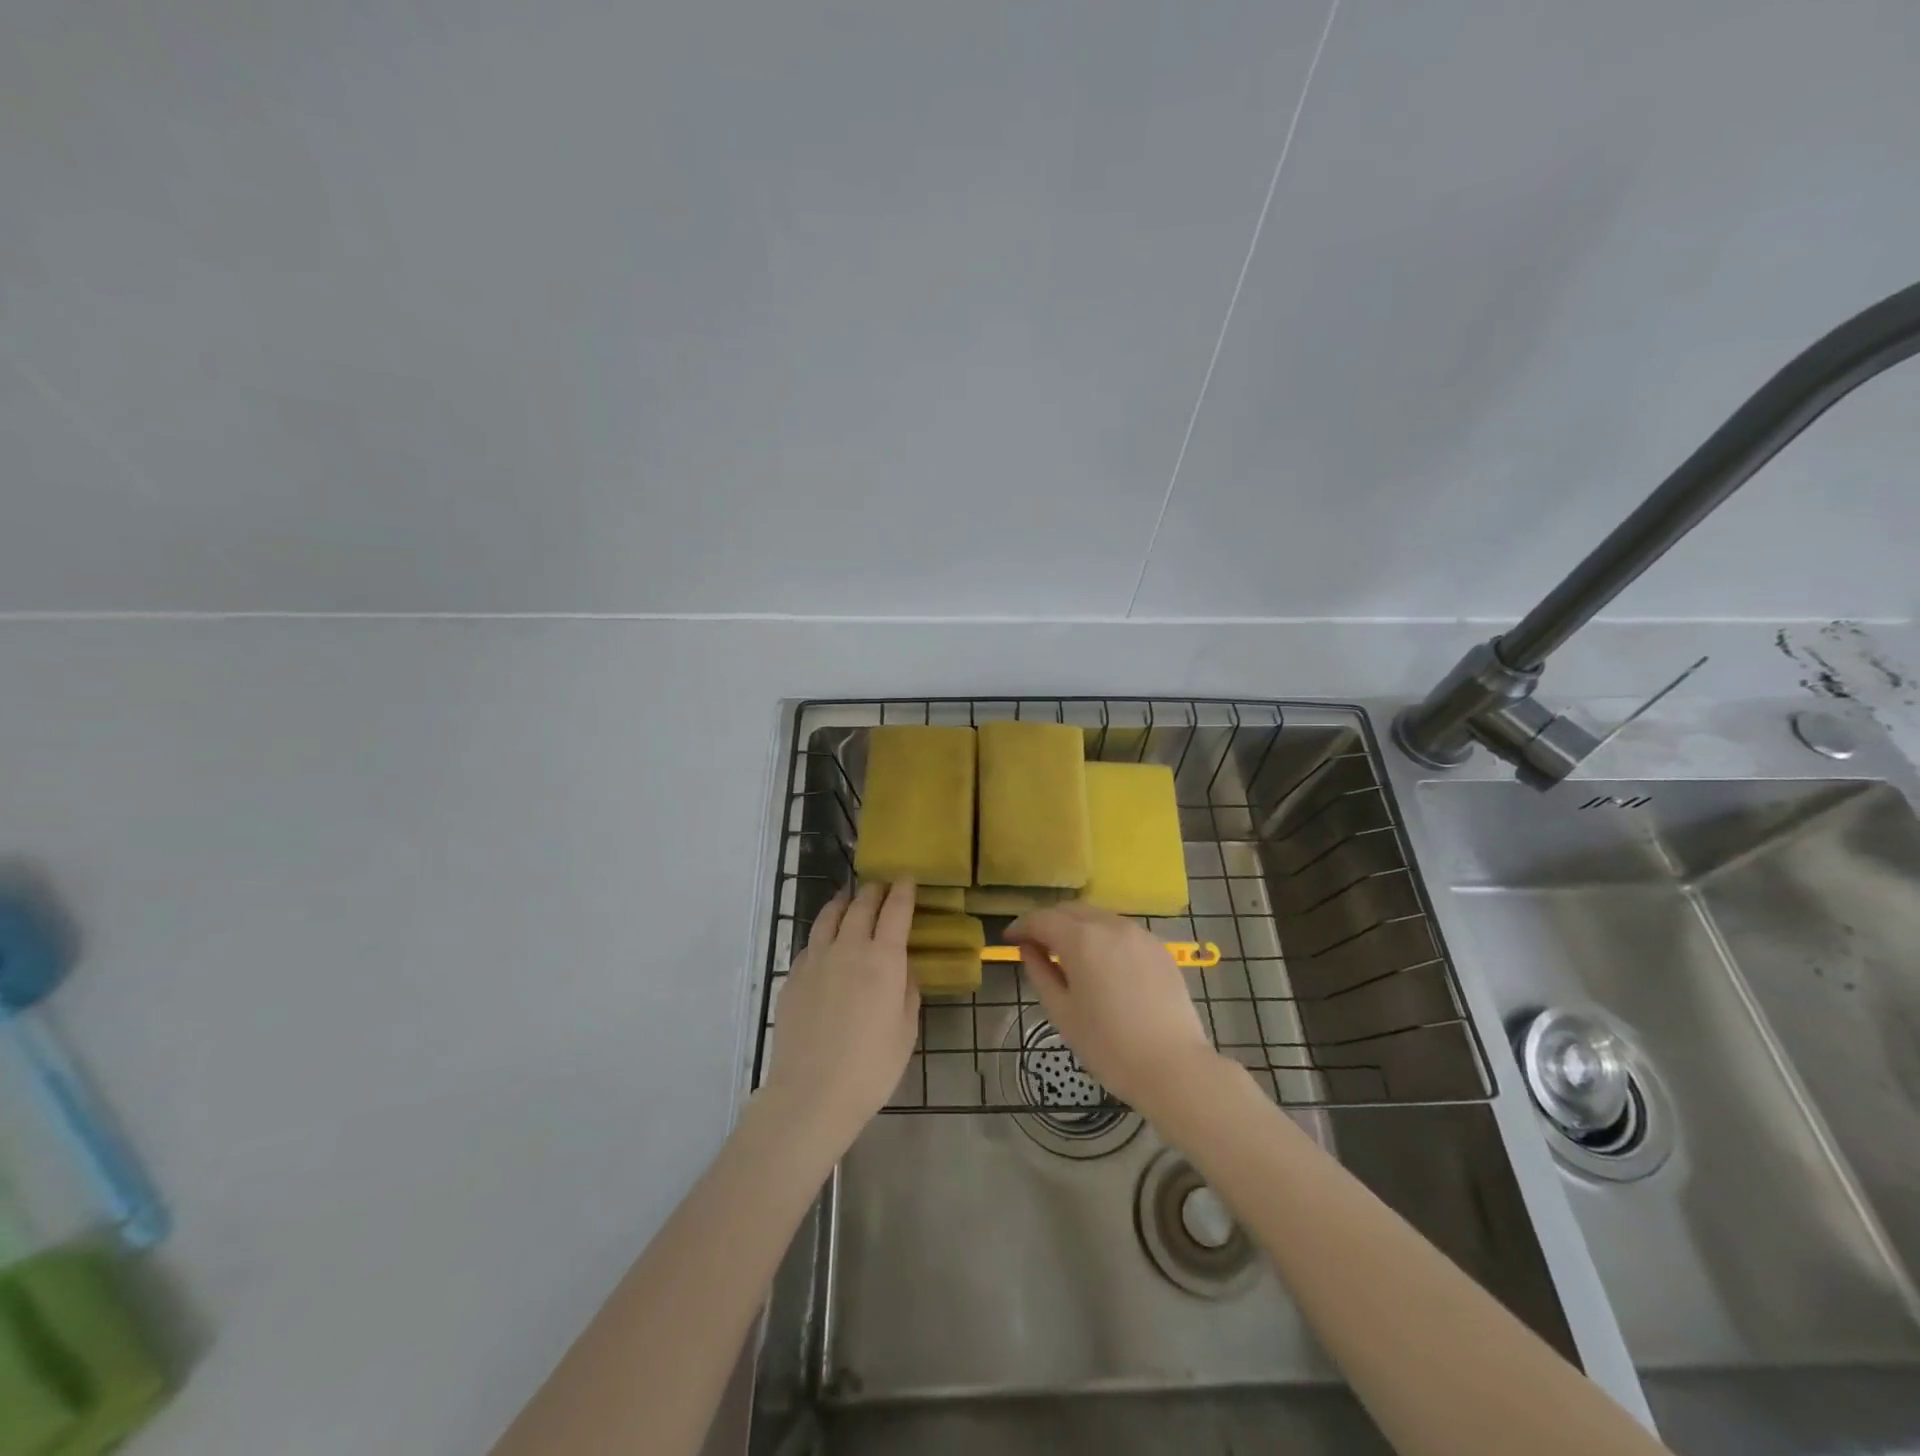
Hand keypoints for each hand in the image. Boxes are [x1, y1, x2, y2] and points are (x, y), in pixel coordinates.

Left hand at [761, 881, 919, 1154]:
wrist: (812, 1092)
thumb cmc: (871, 1067)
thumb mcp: (905, 1030)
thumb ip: (907, 992)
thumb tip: (904, 970)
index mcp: (883, 959)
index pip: (895, 910)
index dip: (902, 890)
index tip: (906, 878)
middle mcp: (848, 949)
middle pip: (861, 906)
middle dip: (873, 891)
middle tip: (880, 886)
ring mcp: (816, 960)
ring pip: (829, 916)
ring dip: (843, 902)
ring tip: (849, 899)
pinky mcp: (793, 977)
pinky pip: (811, 943)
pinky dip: (823, 933)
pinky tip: (826, 941)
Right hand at [1006, 903, 1219, 1115]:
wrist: (1174, 1068)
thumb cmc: (1108, 1046)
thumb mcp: (1062, 1013)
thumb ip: (1040, 973)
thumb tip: (1029, 949)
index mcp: (1081, 939)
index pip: (1042, 918)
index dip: (1021, 926)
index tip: (1009, 939)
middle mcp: (1110, 925)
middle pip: (1070, 910)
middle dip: (1048, 922)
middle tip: (1035, 945)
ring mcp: (1139, 934)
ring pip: (1097, 917)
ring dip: (1076, 927)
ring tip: (1067, 954)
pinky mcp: (1158, 948)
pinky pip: (1121, 931)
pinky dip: (1102, 937)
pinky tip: (1101, 963)